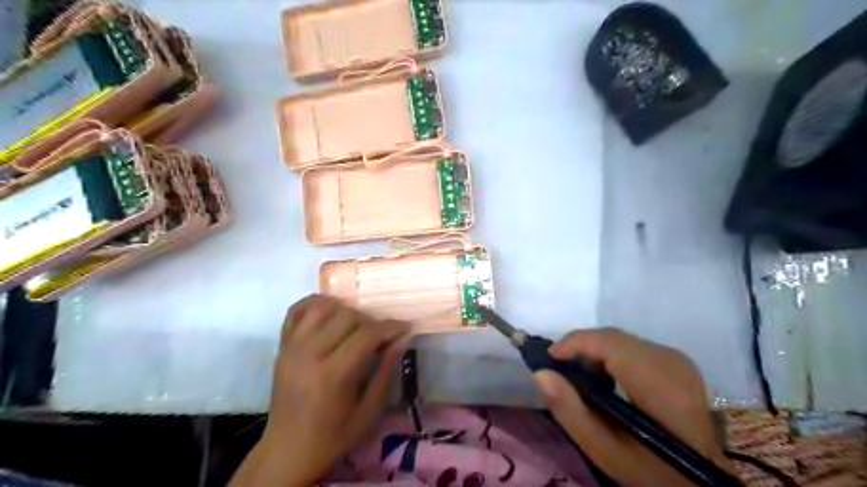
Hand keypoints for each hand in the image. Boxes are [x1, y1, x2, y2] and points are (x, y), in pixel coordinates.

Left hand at [226, 295, 409, 486]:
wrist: (288, 450)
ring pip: (322, 307)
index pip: (366, 334)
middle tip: (380, 334)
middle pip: (346, 316)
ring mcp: (291, 347)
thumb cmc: (333, 436)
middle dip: (370, 320)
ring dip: (345, 309)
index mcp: (332, 375)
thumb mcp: (369, 411)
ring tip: (356, 324)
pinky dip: (315, 304)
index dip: (390, 327)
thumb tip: (403, 338)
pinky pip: (296, 310)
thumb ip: (386, 370)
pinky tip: (330, 312)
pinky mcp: (281, 346)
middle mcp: (309, 354)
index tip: (405, 327)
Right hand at [536, 328, 726, 486]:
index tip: (547, 361)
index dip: (573, 344)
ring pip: (619, 339)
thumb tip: (541, 373)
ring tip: (577, 378)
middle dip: (580, 349)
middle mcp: (670, 359)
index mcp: (659, 382)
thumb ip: (570, 411)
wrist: (699, 480)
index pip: (608, 342)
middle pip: (611, 337)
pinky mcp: (675, 361)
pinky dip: (608, 356)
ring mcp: (676, 358)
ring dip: (592, 352)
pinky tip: (602, 379)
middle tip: (559, 373)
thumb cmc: (650, 470)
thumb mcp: (604, 450)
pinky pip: (630, 346)